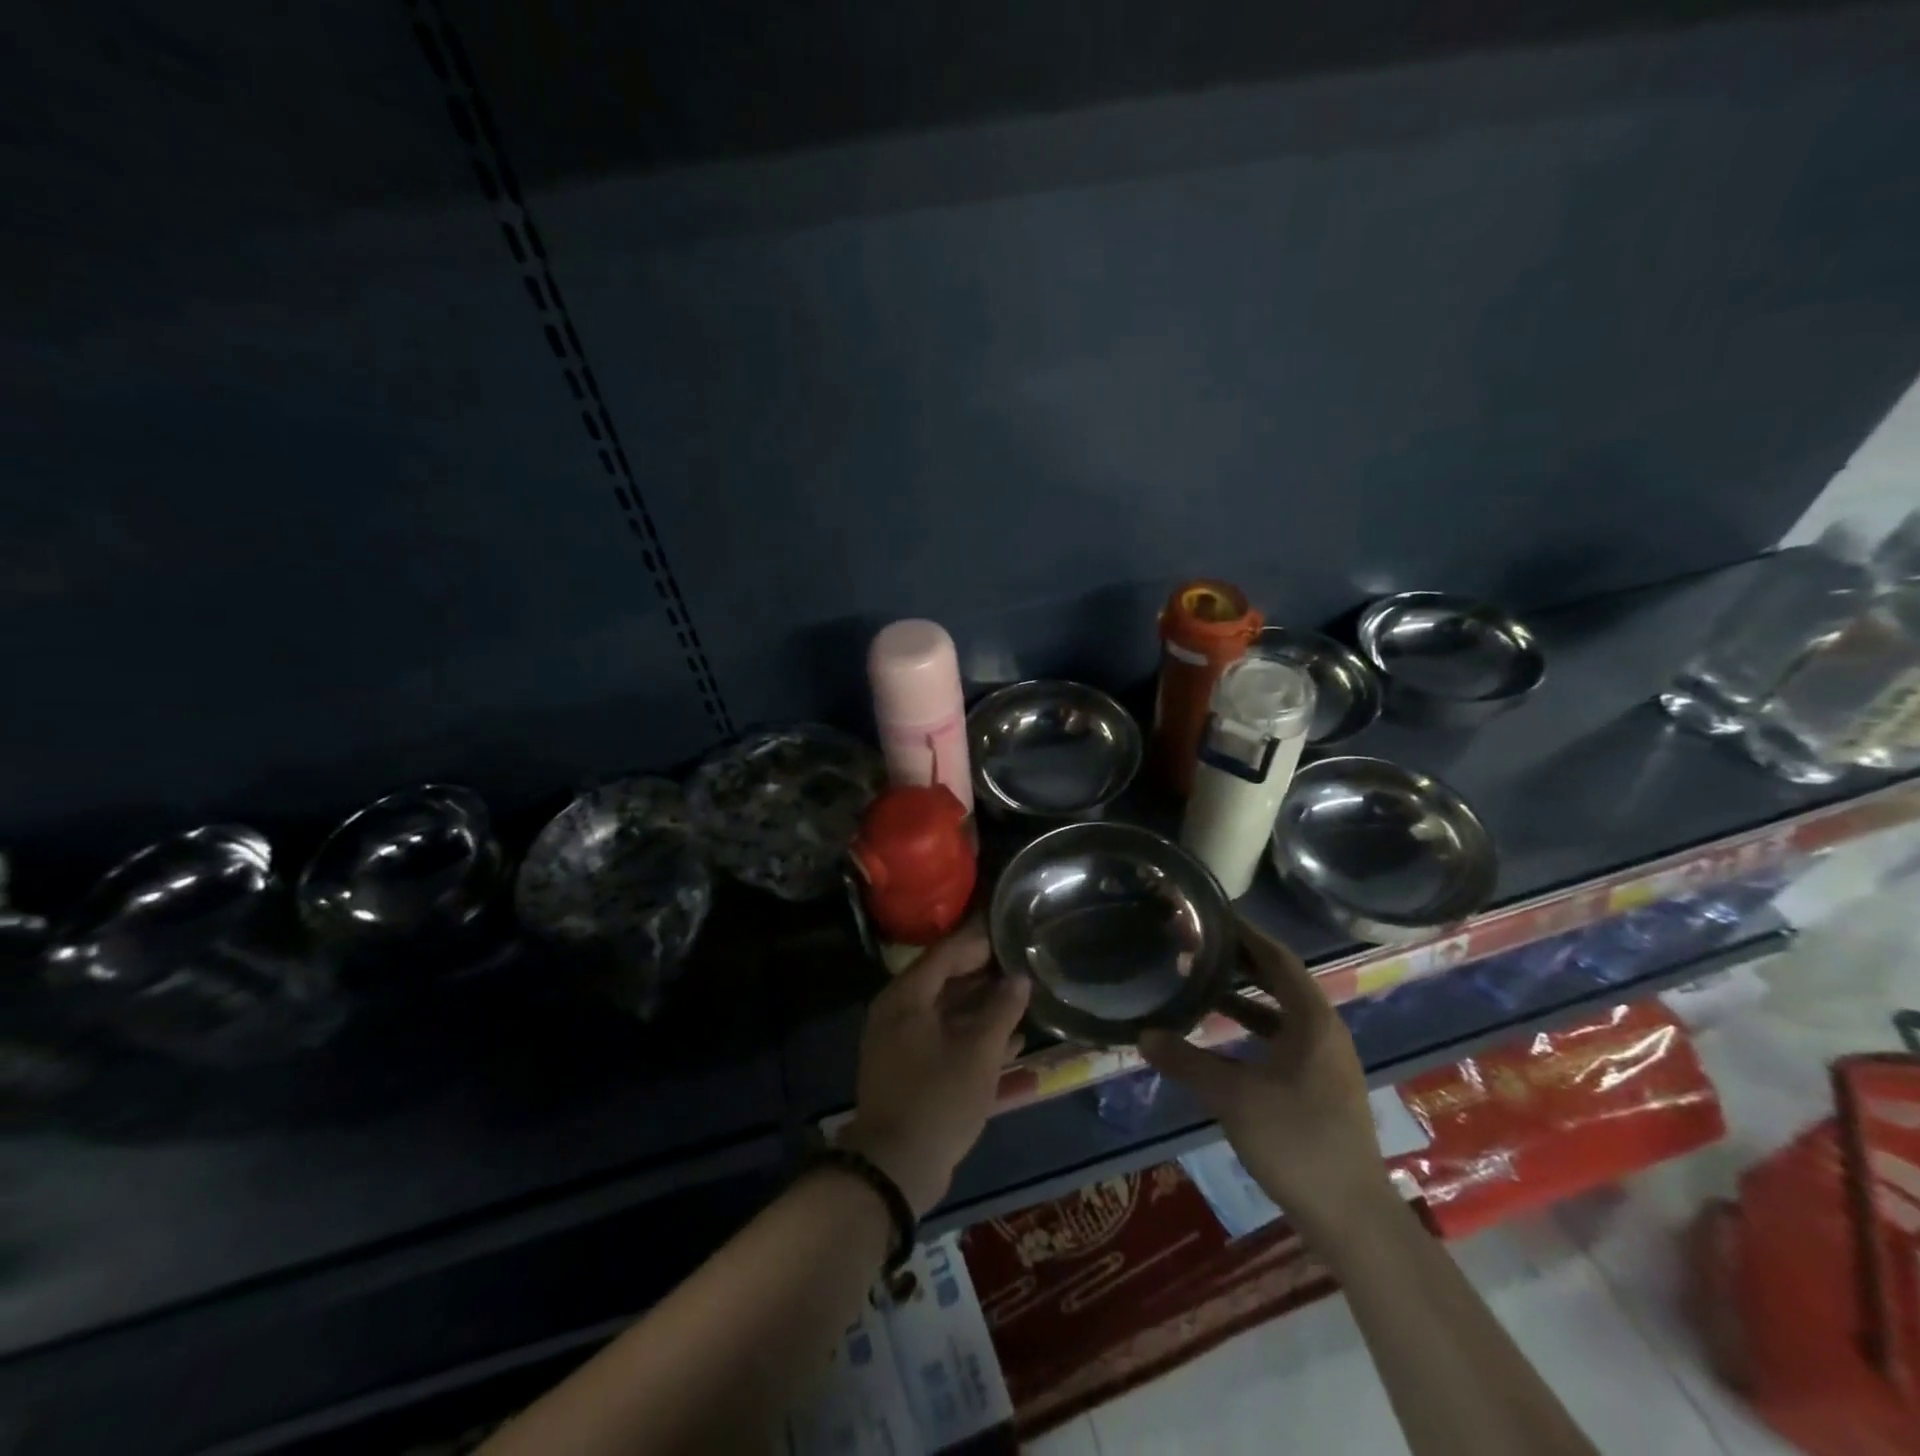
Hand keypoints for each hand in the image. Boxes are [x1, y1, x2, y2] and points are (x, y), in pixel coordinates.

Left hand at [837, 922, 1030, 1216]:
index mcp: (906, 997)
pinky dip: (973, 1037)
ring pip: (947, 1012)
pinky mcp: (910, 1069)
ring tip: (1023, 998)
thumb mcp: (979, 1053)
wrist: (896, 1169)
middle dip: (984, 974)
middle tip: (1022, 963)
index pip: (945, 953)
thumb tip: (1019, 978)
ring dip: (983, 1007)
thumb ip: (1002, 1010)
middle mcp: (898, 1012)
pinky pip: (945, 1039)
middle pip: (945, 980)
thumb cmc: (938, 1100)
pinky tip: (1012, 1042)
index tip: (1010, 931)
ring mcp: (902, 1042)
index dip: (979, 941)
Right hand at [1139, 933, 1388, 1229]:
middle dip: (1241, 960)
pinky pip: (1282, 1037)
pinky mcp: (1319, 1085)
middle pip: (1280, 980)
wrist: (1351, 1217)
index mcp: (1312, 1020)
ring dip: (1245, 994)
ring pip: (1281, 1011)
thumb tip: (1143, 1035)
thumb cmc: (1296, 1141)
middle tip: (1198, 943)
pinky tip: (1221, 1035)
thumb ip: (1186, 1061)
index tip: (1212, 915)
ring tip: (1203, 981)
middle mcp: (1323, 1031)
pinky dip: (1252, 1026)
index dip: (1246, 934)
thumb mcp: (1232, 1096)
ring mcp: (1324, 1060)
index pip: (1278, 958)